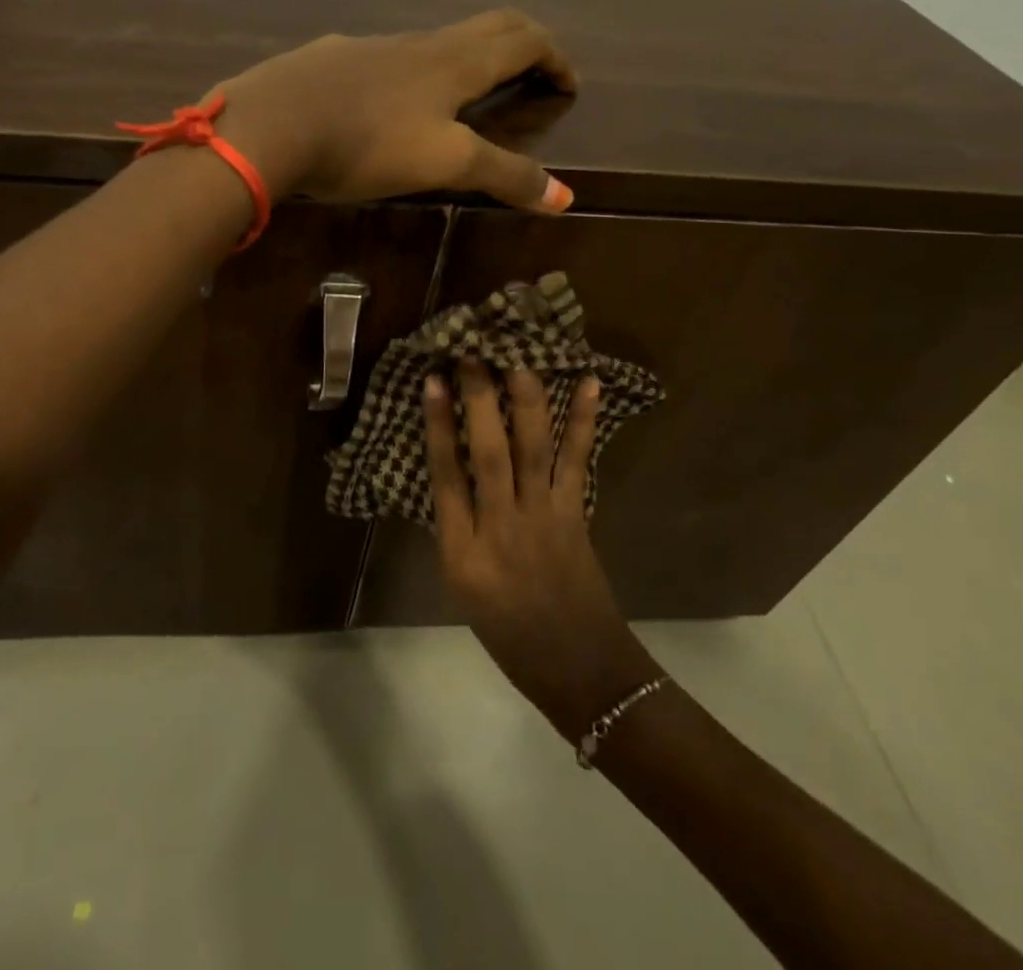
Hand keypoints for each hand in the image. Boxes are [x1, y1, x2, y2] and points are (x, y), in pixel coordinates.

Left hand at [214, 10, 577, 210]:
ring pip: (433, 41)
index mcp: (454, 62)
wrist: (271, 123)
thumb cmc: (367, 142)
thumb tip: (566, 197)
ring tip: (466, 94)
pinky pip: (387, 57)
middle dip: (520, 45)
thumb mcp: (445, 163)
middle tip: (534, 72)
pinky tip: (389, 102)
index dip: (554, 57)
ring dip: (465, 58)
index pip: (522, 40)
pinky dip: (412, 72)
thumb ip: (504, 175)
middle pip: (485, 27)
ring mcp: (371, 47)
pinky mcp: (332, 59)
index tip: (568, 84)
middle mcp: (418, 44)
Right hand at [424, 361, 662, 739]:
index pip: (445, 476)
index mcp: (462, 553)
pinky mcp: (577, 516)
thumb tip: (454, 467)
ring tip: (520, 355)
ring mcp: (544, 519)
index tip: (433, 381)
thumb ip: (456, 527)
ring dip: (526, 397)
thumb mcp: (462, 586)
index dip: (439, 424)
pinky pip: (578, 461)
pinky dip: (584, 421)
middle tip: (472, 352)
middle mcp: (501, 528)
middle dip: (479, 397)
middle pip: (488, 452)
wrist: (579, 671)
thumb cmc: (509, 634)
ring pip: (532, 448)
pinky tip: (589, 384)